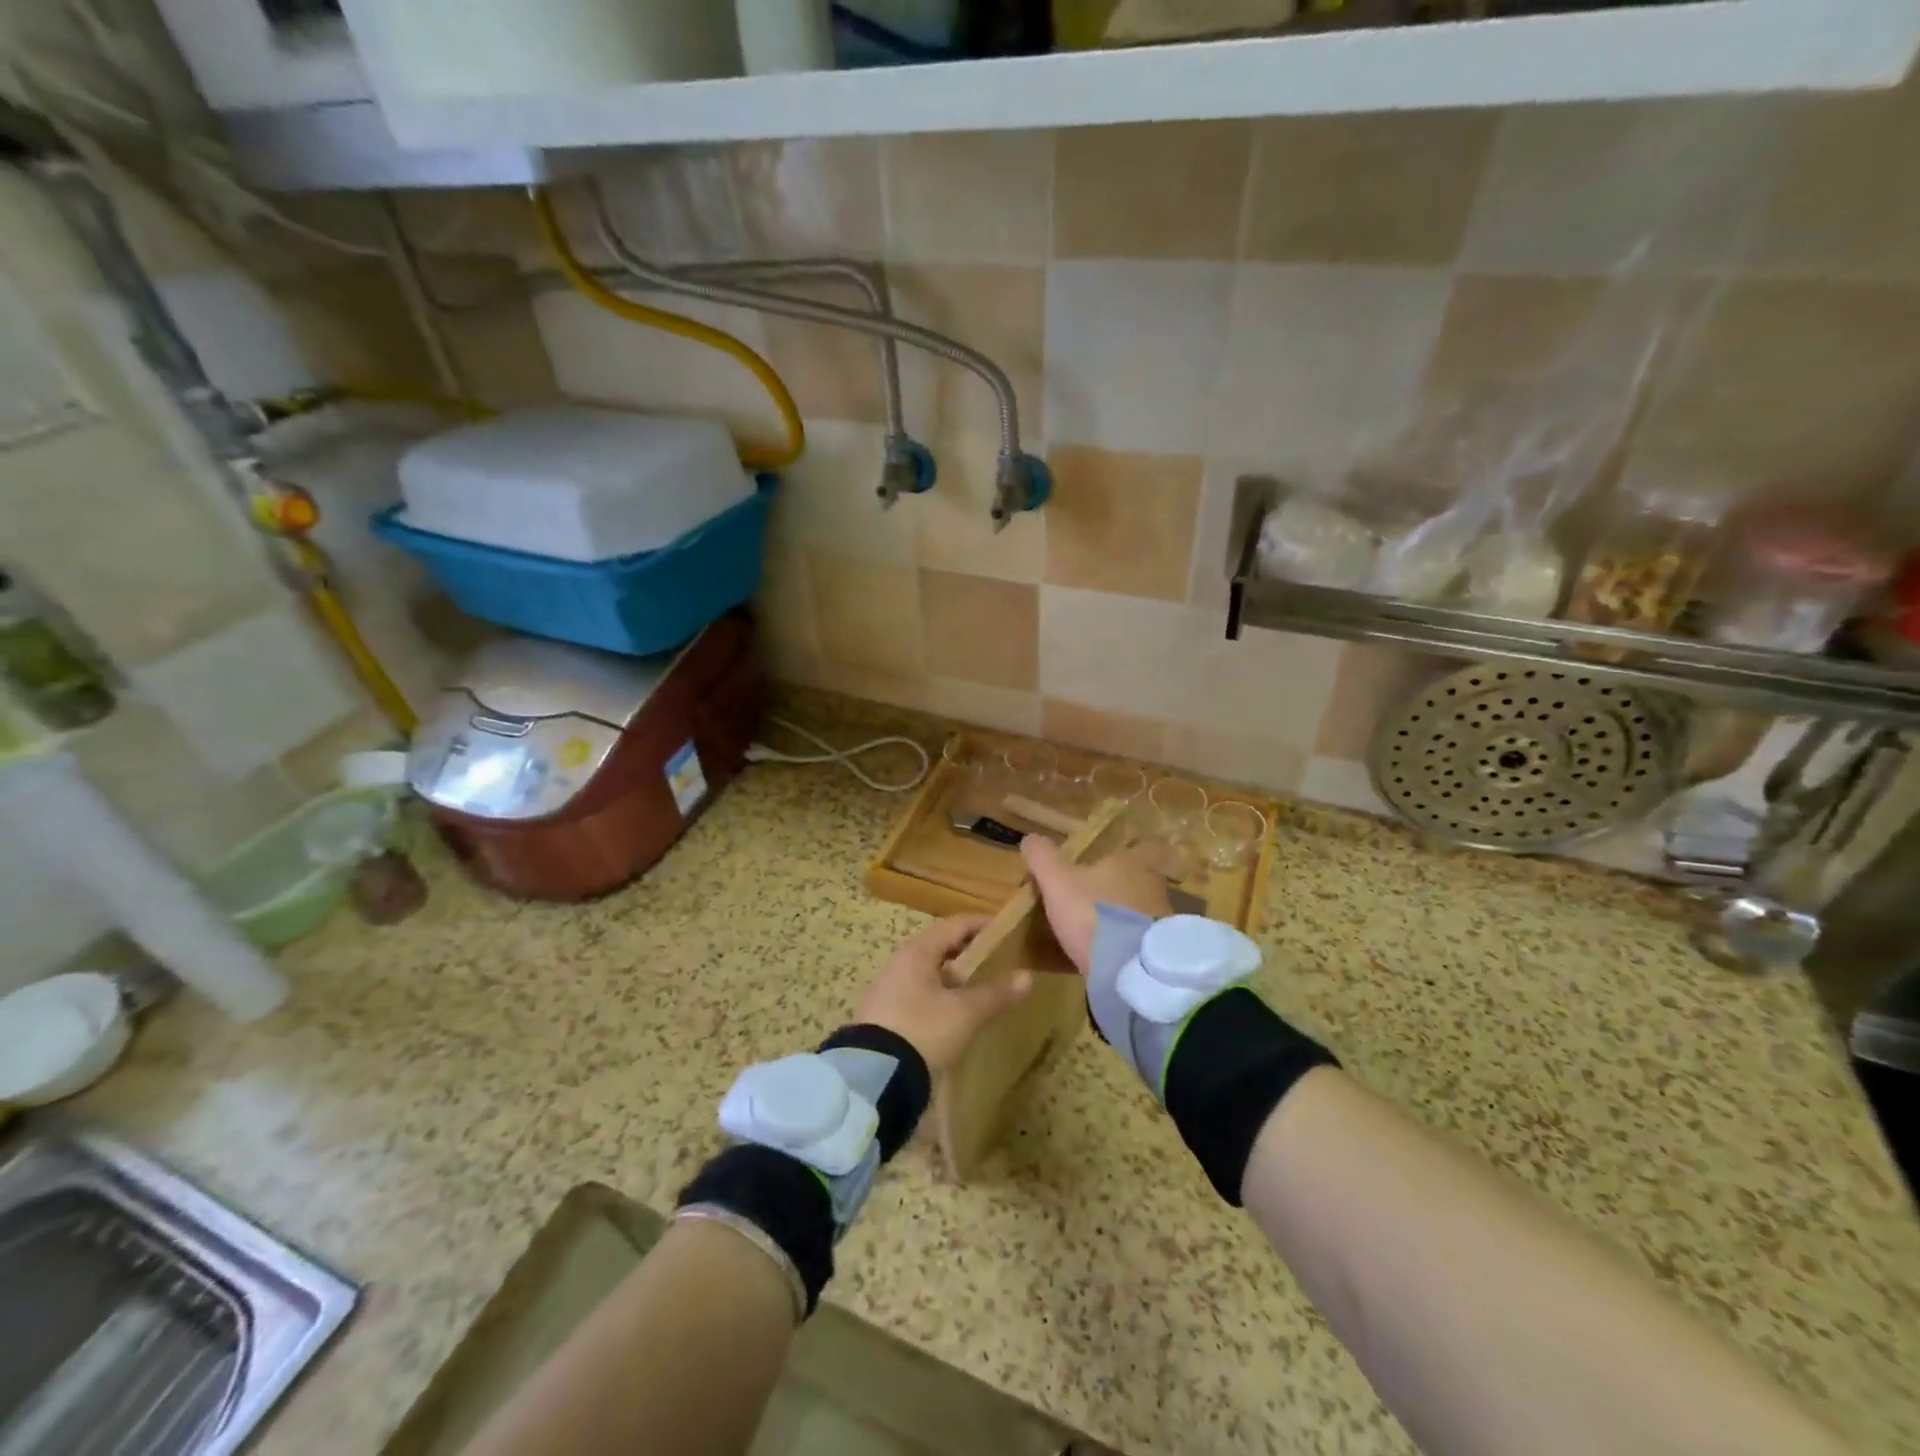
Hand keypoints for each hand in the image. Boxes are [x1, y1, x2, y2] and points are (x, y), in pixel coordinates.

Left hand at [856, 914, 1032, 1073]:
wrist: (873, 1076)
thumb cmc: (922, 1030)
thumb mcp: (965, 1013)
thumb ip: (996, 993)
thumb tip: (1027, 976)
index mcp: (918, 951)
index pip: (956, 924)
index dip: (983, 924)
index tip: (1009, 931)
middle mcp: (901, 962)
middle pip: (942, 946)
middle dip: (971, 952)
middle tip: (1000, 962)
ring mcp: (890, 989)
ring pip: (930, 972)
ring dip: (956, 977)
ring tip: (983, 990)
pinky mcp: (886, 1015)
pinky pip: (920, 994)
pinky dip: (942, 996)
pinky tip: (957, 1015)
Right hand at [1019, 836, 1174, 974]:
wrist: (1129, 969)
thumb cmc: (1093, 913)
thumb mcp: (1057, 882)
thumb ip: (1043, 858)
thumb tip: (1030, 838)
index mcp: (1132, 864)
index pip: (1144, 847)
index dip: (1130, 851)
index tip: (1110, 860)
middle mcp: (1152, 887)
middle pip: (1138, 880)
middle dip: (1116, 889)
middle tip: (1090, 897)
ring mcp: (1159, 921)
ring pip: (1137, 911)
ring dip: (1119, 918)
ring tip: (1091, 931)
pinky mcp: (1157, 952)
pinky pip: (1137, 941)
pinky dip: (1122, 945)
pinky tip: (1101, 956)